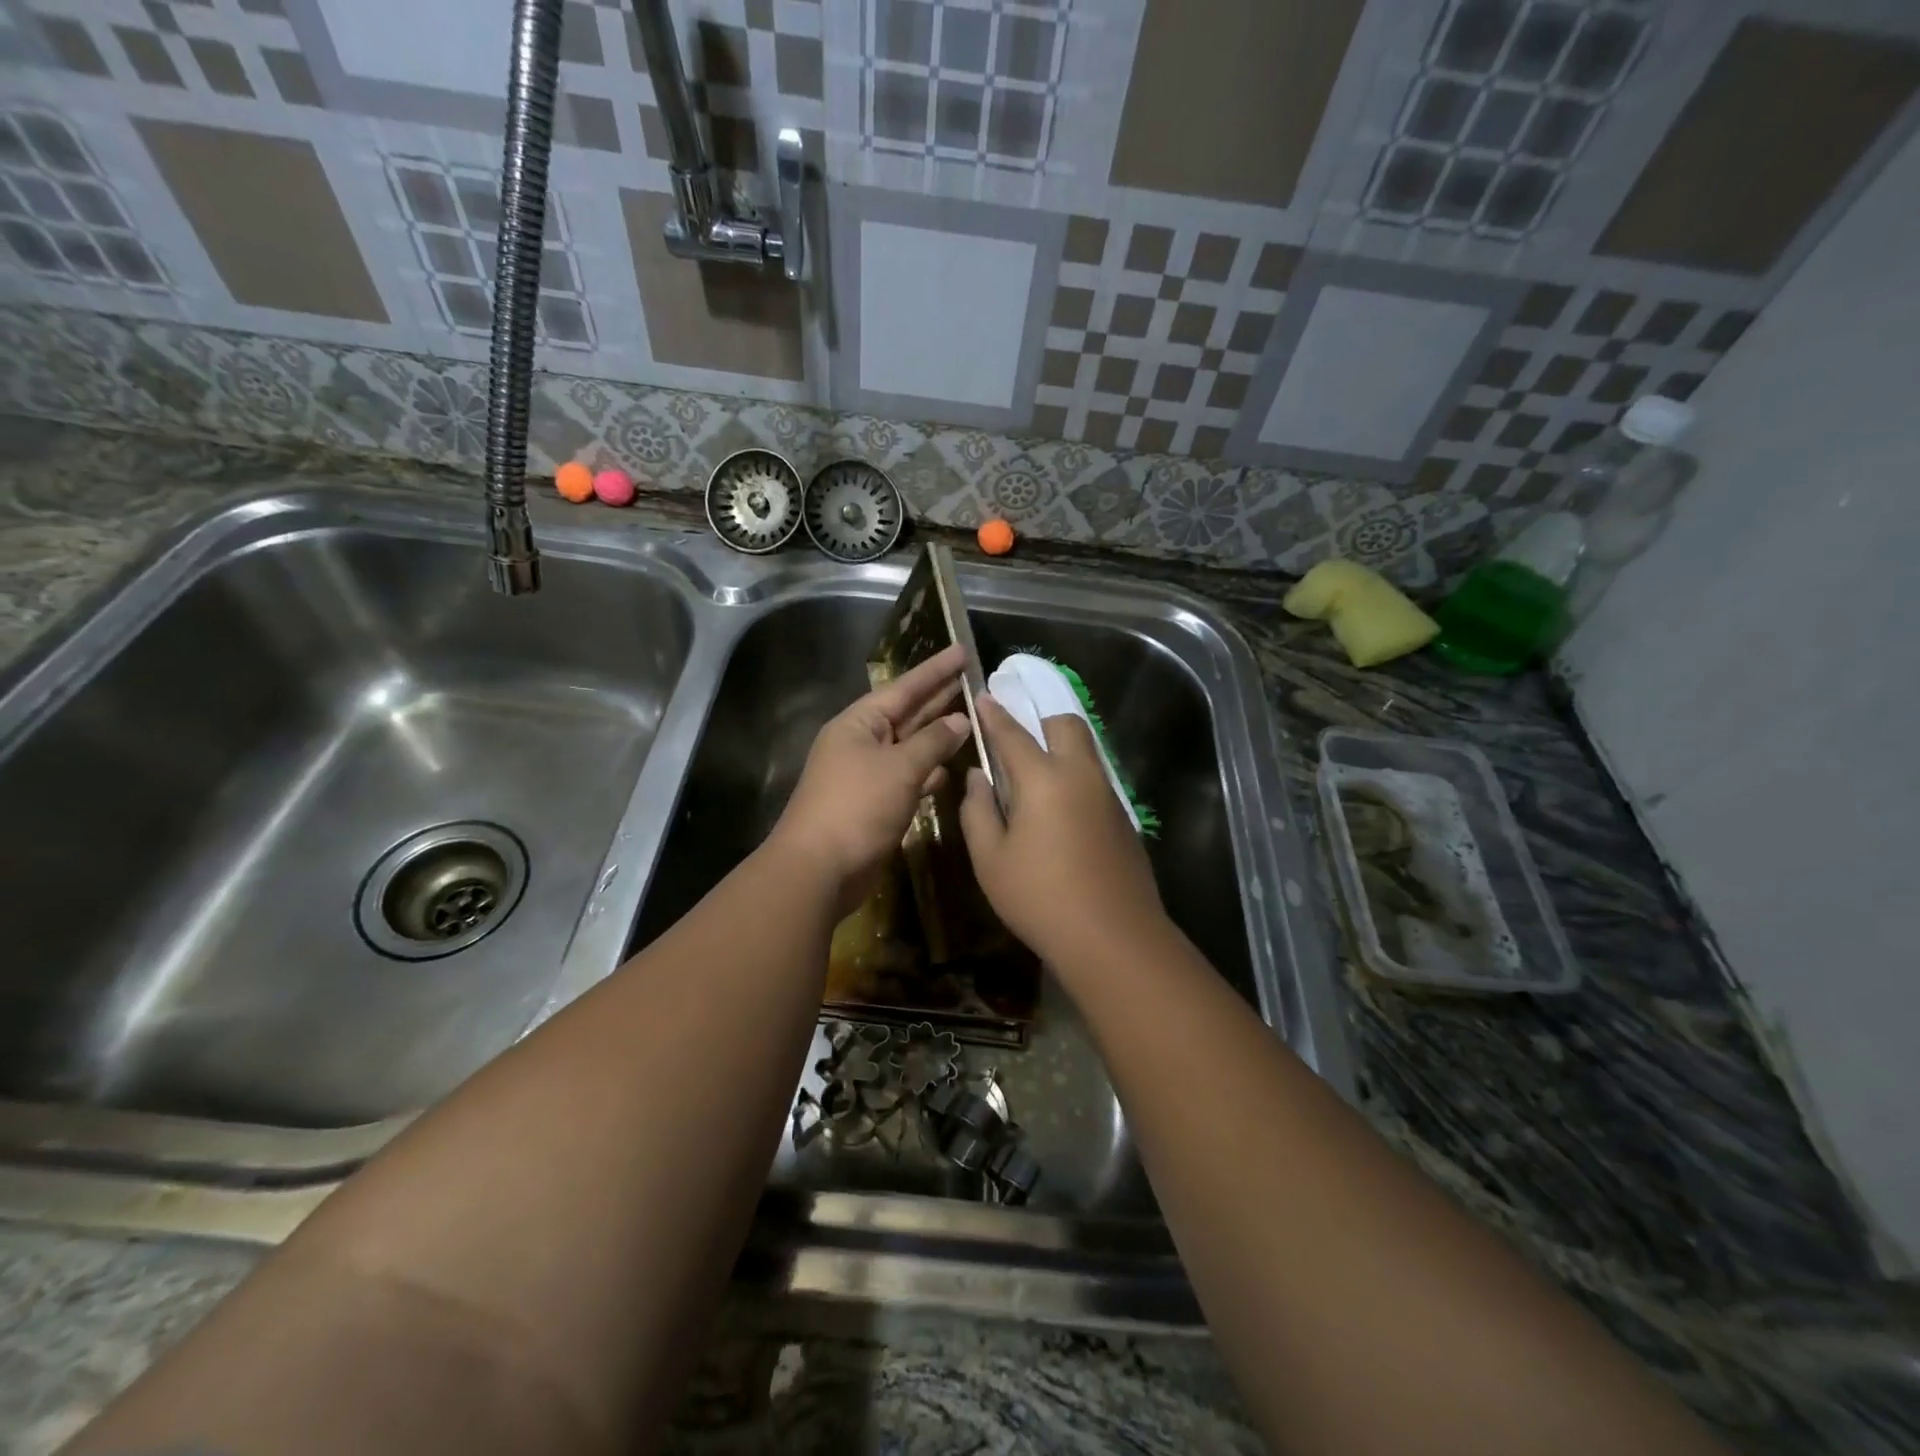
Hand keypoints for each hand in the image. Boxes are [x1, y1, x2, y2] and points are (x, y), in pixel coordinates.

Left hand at [769, 644, 970, 918]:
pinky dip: (928, 772)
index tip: (963, 650)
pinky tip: (950, 770)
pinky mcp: (874, 803)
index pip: (904, 688)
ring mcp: (866, 774)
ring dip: (938, 737)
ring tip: (973, 721)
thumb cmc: (857, 807)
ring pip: (909, 747)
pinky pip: (907, 777)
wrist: (819, 869)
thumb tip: (960, 721)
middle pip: (907, 713)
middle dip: (939, 698)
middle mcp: (861, 743)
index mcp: (859, 723)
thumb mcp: (900, 768)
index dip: (935, 670)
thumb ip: (933, 742)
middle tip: (974, 679)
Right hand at [958, 695, 1166, 967]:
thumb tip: (978, 777)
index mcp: (1043, 779)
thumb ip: (978, 811)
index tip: (984, 697)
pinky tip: (1060, 807)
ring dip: (1061, 746)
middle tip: (1016, 739)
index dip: (995, 714)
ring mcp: (1107, 795)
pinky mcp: (1123, 818)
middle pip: (1065, 725)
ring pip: (1085, 750)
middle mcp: (1080, 775)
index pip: (1013, 734)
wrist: (1113, 937)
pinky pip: (1095, 778)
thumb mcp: (990, 859)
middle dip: (1039, 720)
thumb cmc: (1039, 898)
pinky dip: (1075, 775)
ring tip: (1035, 772)